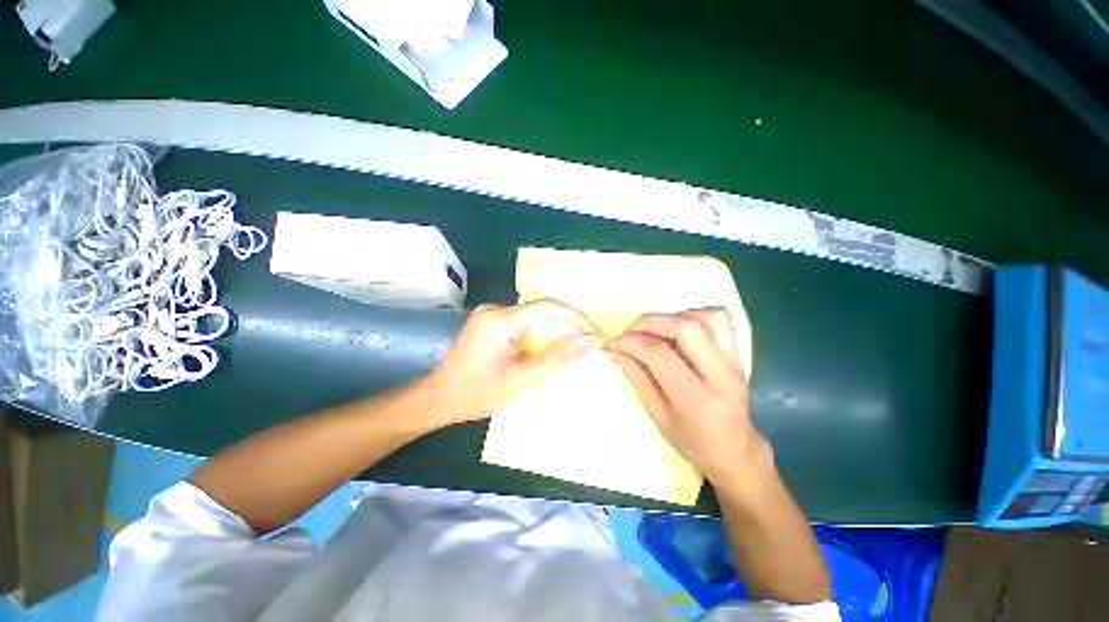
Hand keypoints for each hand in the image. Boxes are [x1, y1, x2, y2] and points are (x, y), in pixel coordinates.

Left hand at [423, 301, 596, 427]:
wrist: (437, 399)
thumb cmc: (477, 393)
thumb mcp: (521, 380)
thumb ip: (555, 359)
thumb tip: (587, 342)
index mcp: (500, 320)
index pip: (546, 307)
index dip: (573, 316)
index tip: (591, 332)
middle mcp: (494, 309)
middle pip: (539, 310)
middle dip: (563, 325)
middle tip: (582, 343)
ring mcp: (488, 314)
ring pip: (530, 316)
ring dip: (550, 330)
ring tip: (567, 348)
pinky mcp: (487, 322)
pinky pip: (520, 322)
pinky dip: (535, 333)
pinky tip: (542, 349)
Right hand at [605, 309, 771, 483]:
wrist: (735, 450)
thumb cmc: (693, 441)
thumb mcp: (658, 414)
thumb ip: (637, 377)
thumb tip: (613, 351)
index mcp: (698, 399)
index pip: (660, 354)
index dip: (631, 342)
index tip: (613, 343)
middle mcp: (721, 375)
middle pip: (685, 327)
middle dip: (649, 323)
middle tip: (630, 333)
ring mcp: (734, 361)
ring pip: (707, 317)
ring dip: (674, 317)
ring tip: (656, 332)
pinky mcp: (737, 353)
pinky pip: (719, 320)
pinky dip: (693, 316)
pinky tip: (677, 331)